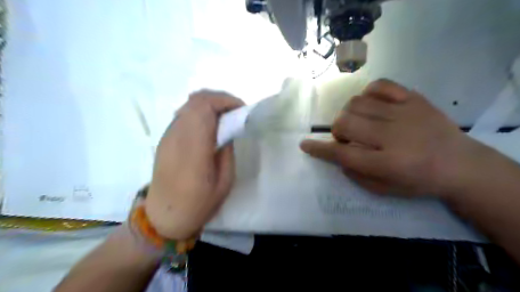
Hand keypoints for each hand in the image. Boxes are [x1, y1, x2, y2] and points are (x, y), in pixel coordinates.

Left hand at [144, 91, 244, 239]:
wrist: (163, 217)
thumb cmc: (198, 204)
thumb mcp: (224, 181)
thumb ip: (227, 151)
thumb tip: (227, 130)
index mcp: (194, 147)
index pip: (205, 107)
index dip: (226, 101)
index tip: (241, 110)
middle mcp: (178, 135)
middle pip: (196, 99)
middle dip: (220, 98)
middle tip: (236, 112)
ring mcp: (168, 135)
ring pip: (188, 104)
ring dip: (210, 104)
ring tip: (225, 117)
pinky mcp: (165, 139)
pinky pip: (183, 114)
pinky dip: (199, 112)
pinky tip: (209, 125)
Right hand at [301, 79, 483, 197]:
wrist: (460, 164)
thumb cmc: (418, 181)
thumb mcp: (383, 189)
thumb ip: (355, 173)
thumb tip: (336, 154)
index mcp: (387, 163)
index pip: (342, 154)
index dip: (319, 149)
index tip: (304, 144)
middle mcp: (393, 136)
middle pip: (346, 123)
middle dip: (337, 131)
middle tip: (346, 138)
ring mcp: (404, 113)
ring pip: (357, 103)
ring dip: (349, 114)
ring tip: (358, 122)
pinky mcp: (414, 98)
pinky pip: (380, 85)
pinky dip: (368, 94)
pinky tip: (371, 105)